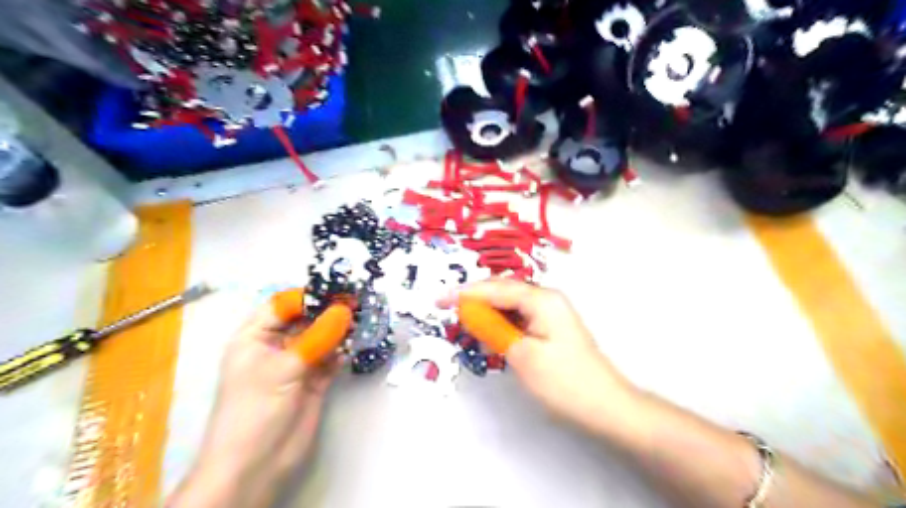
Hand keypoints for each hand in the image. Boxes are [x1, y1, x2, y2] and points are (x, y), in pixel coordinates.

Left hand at [168, 290, 339, 507]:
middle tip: (358, 302)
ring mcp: (297, 363)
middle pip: (306, 319)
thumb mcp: (283, 368)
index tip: (338, 290)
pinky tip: (357, 341)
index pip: (283, 305)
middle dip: (329, 311)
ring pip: (322, 337)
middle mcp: (277, 346)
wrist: (257, 465)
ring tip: (363, 318)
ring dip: (340, 329)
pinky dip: (343, 349)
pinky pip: (331, 357)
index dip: (309, 296)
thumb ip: (316, 337)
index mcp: (255, 337)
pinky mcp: (314, 379)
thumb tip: (344, 310)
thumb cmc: (256, 409)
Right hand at [443, 279, 632, 434]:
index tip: (439, 300)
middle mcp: (547, 298)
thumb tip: (468, 312)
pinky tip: (491, 335)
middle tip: (449, 311)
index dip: (464, 293)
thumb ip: (492, 329)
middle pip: (503, 291)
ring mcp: (551, 312)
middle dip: (475, 299)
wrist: (606, 406)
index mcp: (542, 299)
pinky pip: (519, 317)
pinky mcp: (551, 327)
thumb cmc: (564, 382)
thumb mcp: (521, 355)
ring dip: (488, 313)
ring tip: (466, 324)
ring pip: (510, 305)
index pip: (495, 288)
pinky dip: (502, 324)